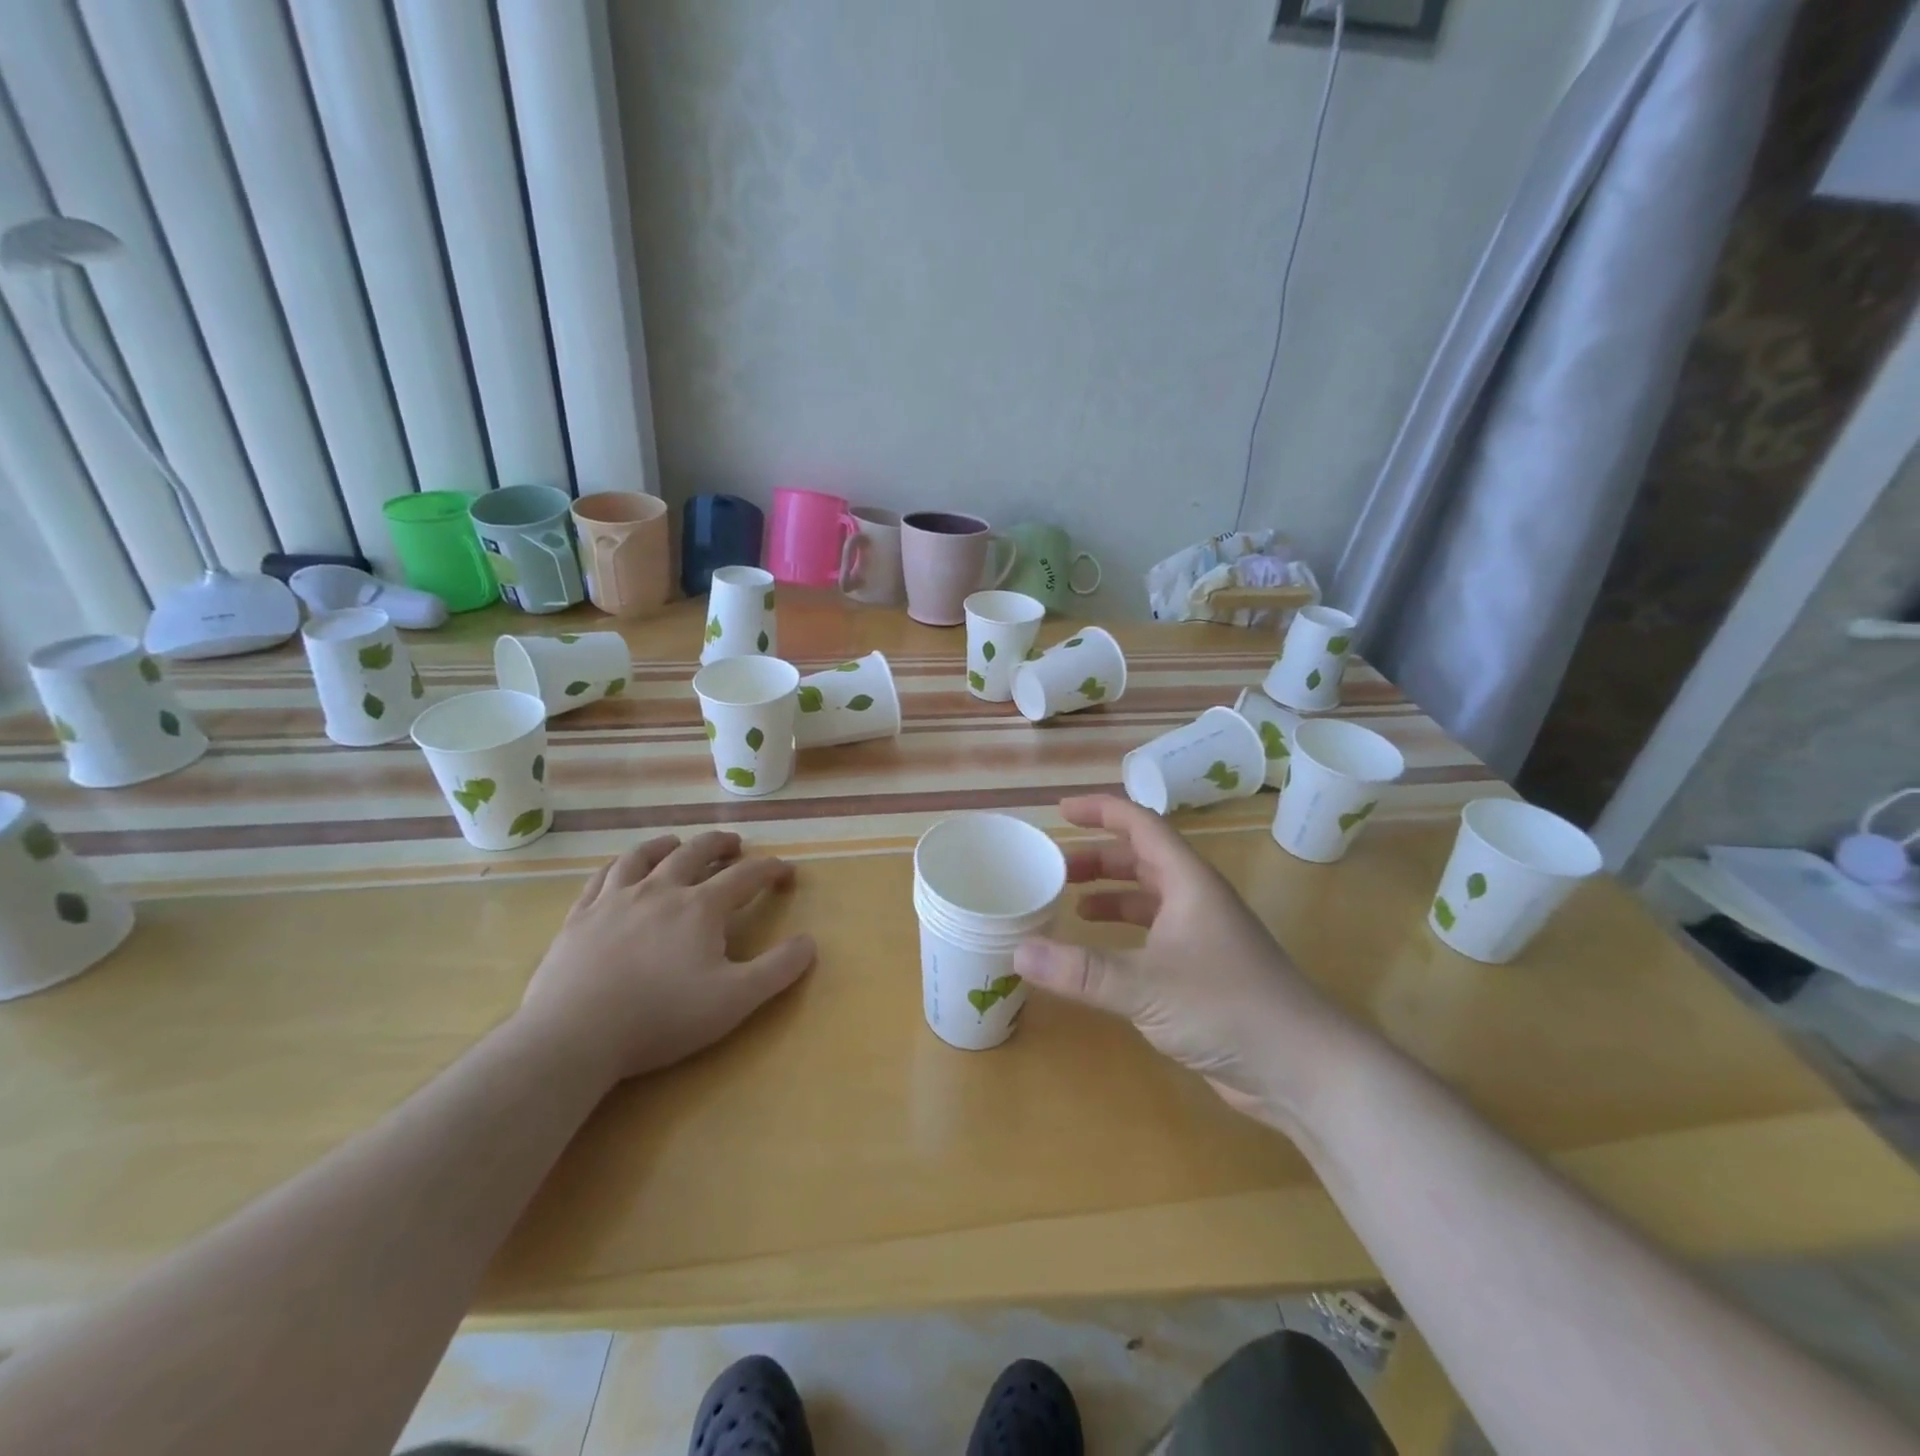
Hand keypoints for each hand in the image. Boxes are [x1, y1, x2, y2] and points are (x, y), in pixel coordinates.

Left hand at [519, 832, 815, 1083]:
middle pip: (694, 853)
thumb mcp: (735, 1000)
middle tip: (734, 844)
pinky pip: (602, 877)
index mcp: (700, 907)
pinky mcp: (580, 917)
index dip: (770, 870)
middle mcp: (660, 890)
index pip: (745, 876)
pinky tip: (621, 869)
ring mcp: (615, 900)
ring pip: (645, 857)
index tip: (786, 871)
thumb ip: (778, 969)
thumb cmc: (661, 1017)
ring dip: (667, 845)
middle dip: (720, 845)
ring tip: (676, 843)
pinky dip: (620, 865)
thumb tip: (809, 942)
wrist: (574, 1035)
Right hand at [1014, 795, 1354, 1126]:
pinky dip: (1123, 935)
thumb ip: (1081, 971)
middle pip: (1141, 860)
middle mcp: (1196, 900)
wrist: (1302, 1067)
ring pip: (1148, 899)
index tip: (1059, 812)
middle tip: (1054, 868)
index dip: (1101, 811)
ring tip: (1070, 905)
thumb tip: (1018, 951)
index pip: (1141, 825)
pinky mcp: (1203, 972)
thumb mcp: (1146, 986)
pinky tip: (1102, 955)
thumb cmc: (1228, 1007)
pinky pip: (1153, 935)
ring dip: (1110, 896)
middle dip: (1097, 858)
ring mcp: (1202, 936)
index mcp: (1189, 883)